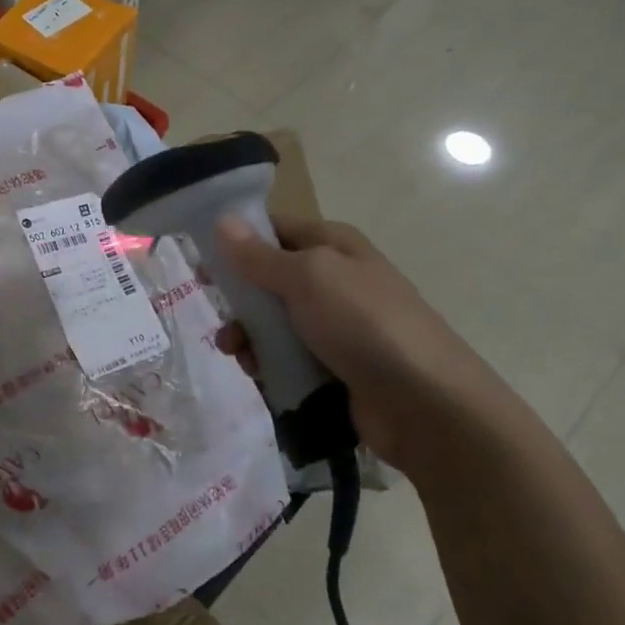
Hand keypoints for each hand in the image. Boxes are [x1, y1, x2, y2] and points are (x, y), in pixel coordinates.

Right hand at [214, 214, 512, 464]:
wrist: (425, 404)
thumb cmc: (364, 324)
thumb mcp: (308, 278)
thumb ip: (260, 256)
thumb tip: (222, 221)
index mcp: (333, 246)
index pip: (274, 229)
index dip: (236, 241)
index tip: (200, 261)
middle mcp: (334, 280)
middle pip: (268, 279)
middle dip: (239, 299)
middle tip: (220, 317)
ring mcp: (335, 326)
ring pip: (272, 322)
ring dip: (248, 336)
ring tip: (237, 355)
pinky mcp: (332, 366)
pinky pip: (286, 356)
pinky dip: (267, 363)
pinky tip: (258, 375)